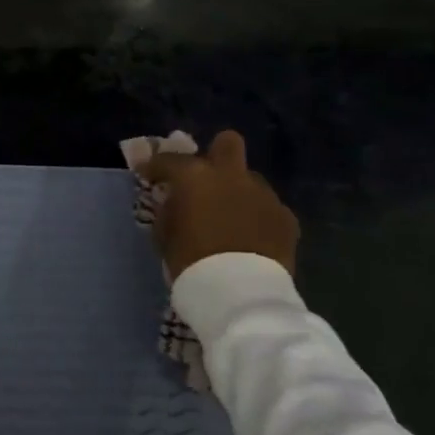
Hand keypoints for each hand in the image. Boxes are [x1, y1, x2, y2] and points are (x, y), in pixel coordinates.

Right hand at [144, 130, 299, 280]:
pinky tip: (249, 235)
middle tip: (203, 178)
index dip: (154, 166)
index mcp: (195, 175)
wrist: (240, 291)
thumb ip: (169, 208)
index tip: (148, 176)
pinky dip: (256, 216)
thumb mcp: (165, 232)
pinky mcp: (286, 217)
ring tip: (228, 216)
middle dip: (215, 154)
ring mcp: (264, 194)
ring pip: (249, 179)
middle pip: (228, 143)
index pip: (168, 159)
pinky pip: (267, 207)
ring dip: (236, 191)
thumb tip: (174, 200)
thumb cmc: (191, 259)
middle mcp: (231, 175)